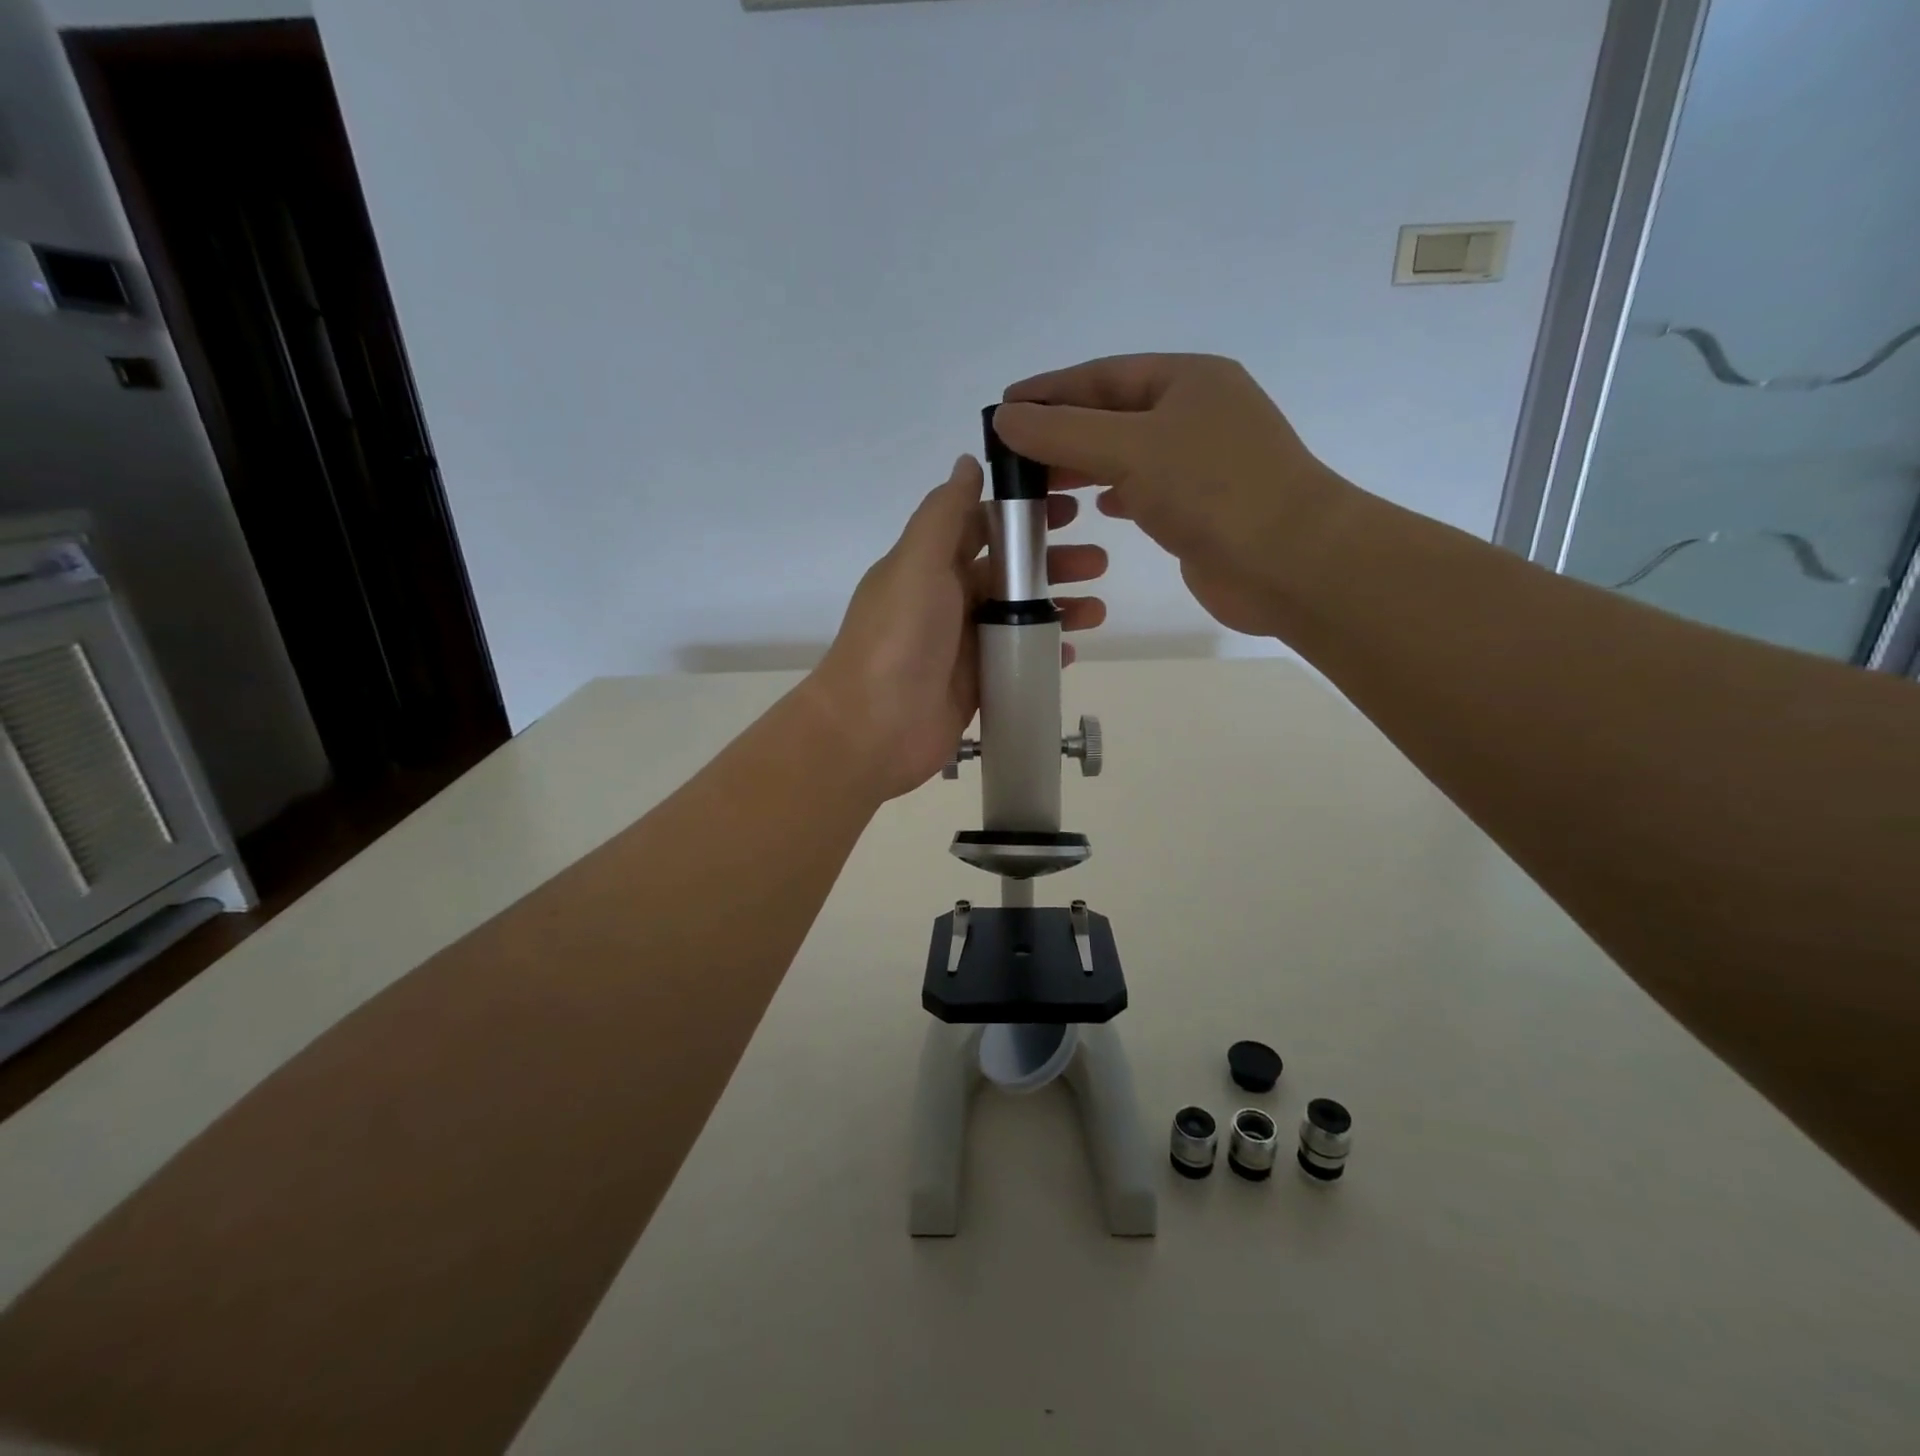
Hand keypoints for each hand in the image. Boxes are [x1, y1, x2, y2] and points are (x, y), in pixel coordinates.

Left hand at [807, 454, 1107, 799]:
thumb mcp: (918, 563)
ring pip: (1019, 616)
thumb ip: (944, 513)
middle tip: (1098, 561)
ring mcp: (961, 645)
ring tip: (1098, 609)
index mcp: (929, 565)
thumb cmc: (898, 638)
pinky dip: (1044, 652)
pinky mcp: (975, 684)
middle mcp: (946, 600)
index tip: (1070, 505)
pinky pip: (1016, 659)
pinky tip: (1072, 652)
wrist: (874, 729)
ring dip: (1058, 607)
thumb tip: (967, 461)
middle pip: (1008, 572)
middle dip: (1052, 562)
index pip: (983, 525)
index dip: (1024, 513)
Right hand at [991, 354, 1355, 637]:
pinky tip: (1096, 507)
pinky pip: (1147, 490)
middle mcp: (1197, 413)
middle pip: (1114, 414)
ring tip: (1040, 483)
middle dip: (1063, 432)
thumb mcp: (1129, 449)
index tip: (1003, 409)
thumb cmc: (1212, 490)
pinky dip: (1117, 493)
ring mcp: (1204, 462)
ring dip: (1085, 465)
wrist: (1290, 562)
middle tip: (1013, 455)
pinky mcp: (1204, 507)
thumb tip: (1005, 417)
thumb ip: (1062, 432)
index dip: (1049, 391)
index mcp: (1187, 379)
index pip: (1102, 375)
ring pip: (1129, 454)